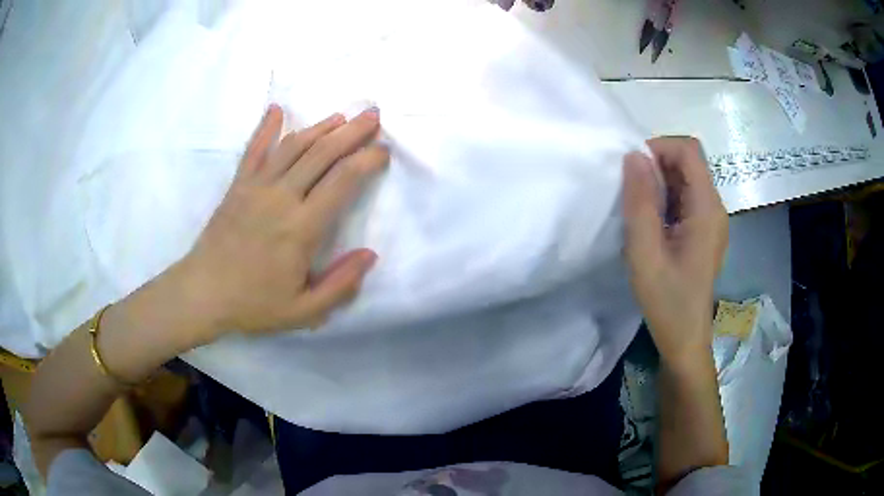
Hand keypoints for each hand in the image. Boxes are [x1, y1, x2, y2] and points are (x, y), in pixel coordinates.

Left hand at [177, 105, 388, 342]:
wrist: (202, 294)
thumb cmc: (253, 305)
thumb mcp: (304, 311)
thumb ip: (340, 285)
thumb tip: (370, 255)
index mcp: (301, 228)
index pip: (343, 180)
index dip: (368, 160)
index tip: (384, 150)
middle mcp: (281, 197)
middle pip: (322, 153)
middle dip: (352, 131)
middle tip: (373, 115)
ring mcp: (256, 187)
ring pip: (293, 146)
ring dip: (320, 126)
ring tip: (342, 116)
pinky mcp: (238, 186)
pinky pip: (254, 150)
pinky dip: (266, 127)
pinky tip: (276, 110)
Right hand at [622, 137, 727, 366]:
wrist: (685, 339)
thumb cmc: (667, 301)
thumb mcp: (645, 253)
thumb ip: (640, 202)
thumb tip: (633, 156)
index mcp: (707, 209)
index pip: (689, 151)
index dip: (659, 148)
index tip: (633, 170)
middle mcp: (714, 207)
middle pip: (689, 161)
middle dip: (657, 165)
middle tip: (632, 193)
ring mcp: (711, 219)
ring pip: (685, 178)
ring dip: (659, 183)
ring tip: (639, 209)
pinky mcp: (704, 230)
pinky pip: (685, 198)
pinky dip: (664, 198)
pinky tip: (651, 223)